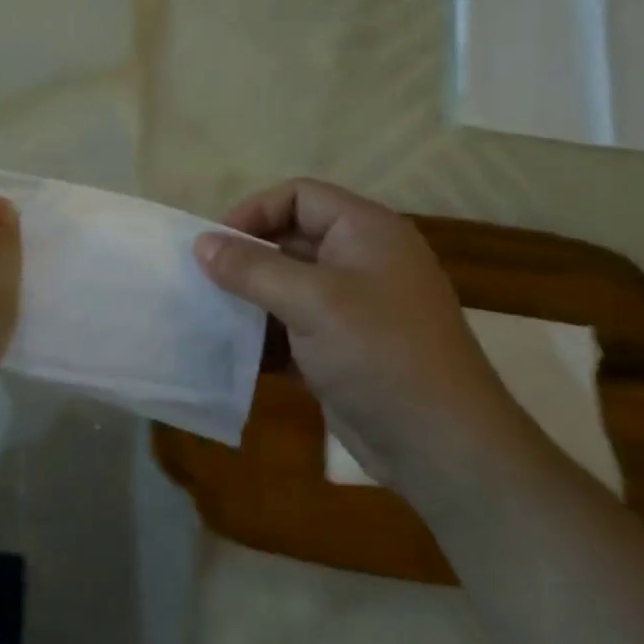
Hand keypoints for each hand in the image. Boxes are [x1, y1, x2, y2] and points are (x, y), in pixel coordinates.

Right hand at [195, 179, 530, 502]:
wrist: (442, 447)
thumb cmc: (379, 354)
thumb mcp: (312, 301)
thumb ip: (253, 269)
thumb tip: (201, 243)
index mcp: (365, 232)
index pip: (299, 196)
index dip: (254, 211)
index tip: (215, 245)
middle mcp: (360, 261)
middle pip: (290, 239)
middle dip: (246, 258)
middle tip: (203, 281)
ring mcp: (353, 308)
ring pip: (288, 286)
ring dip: (250, 299)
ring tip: (210, 316)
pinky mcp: (343, 348)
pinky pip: (293, 327)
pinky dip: (266, 336)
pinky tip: (234, 353)